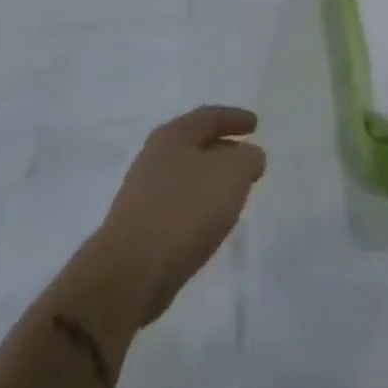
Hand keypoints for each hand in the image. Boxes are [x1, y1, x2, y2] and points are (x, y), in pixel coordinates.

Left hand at [94, 106, 265, 324]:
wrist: (131, 271)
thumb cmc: (186, 209)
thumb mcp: (232, 173)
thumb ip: (248, 157)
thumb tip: (248, 157)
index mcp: (173, 135)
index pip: (209, 116)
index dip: (235, 118)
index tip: (255, 125)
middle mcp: (154, 157)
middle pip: (195, 144)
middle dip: (224, 148)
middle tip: (248, 158)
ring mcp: (144, 192)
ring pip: (187, 175)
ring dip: (212, 179)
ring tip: (235, 191)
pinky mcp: (141, 225)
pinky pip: (180, 203)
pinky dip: (200, 204)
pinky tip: (211, 220)